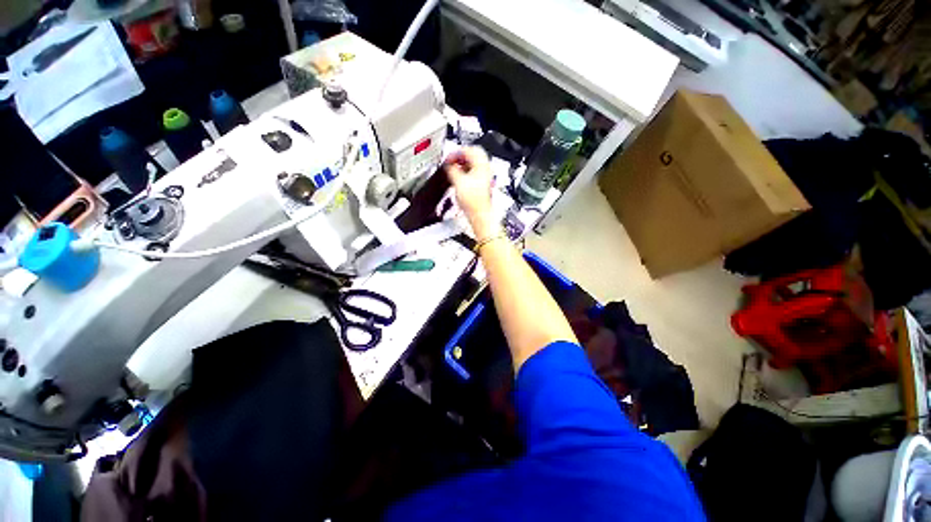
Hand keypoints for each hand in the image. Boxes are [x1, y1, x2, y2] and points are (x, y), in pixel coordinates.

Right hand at [445, 147, 493, 233]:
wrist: (479, 215)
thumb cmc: (473, 202)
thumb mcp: (458, 182)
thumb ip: (451, 170)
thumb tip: (448, 165)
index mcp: (481, 165)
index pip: (469, 150)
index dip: (456, 152)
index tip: (448, 157)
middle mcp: (485, 169)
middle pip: (473, 155)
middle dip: (460, 156)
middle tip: (450, 160)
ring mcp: (484, 177)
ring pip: (473, 163)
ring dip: (462, 163)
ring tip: (453, 168)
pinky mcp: (481, 185)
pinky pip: (473, 172)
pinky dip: (465, 171)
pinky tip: (458, 176)